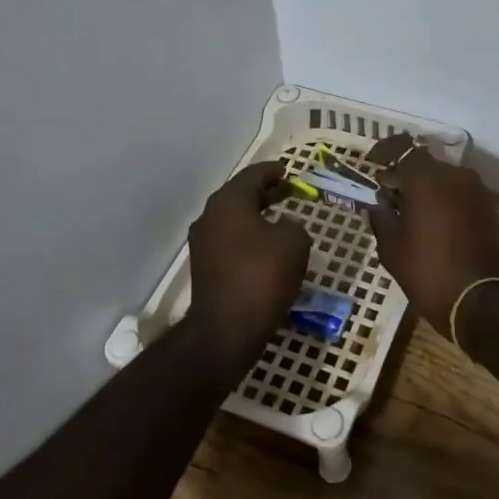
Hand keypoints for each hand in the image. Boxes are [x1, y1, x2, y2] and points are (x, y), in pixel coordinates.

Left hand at [188, 162, 310, 354]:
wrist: (227, 327)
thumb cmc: (263, 275)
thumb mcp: (295, 242)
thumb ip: (295, 226)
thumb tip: (285, 227)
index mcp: (229, 201)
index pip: (253, 175)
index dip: (273, 171)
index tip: (288, 171)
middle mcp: (210, 216)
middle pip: (240, 195)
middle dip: (265, 193)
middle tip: (288, 192)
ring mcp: (203, 243)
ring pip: (233, 219)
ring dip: (256, 215)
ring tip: (280, 219)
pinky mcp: (204, 267)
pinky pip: (230, 241)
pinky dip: (248, 236)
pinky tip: (267, 247)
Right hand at [365, 135, 498, 333]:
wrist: (481, 302)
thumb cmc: (428, 272)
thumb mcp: (392, 248)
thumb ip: (381, 218)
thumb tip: (377, 204)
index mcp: (427, 179)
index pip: (402, 147)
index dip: (384, 151)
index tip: (372, 164)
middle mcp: (455, 175)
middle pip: (423, 162)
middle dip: (403, 173)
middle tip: (386, 194)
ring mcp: (475, 190)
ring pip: (442, 177)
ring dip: (424, 187)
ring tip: (408, 211)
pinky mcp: (487, 207)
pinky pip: (458, 192)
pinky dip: (442, 198)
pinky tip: (430, 221)